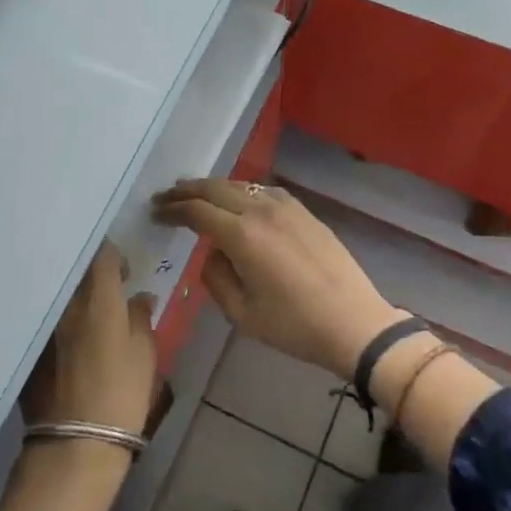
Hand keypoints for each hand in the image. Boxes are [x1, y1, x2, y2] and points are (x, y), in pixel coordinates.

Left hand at [21, 243, 158, 435]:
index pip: (103, 254)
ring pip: (59, 295)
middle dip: (91, 274)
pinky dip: (58, 320)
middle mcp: (65, 302)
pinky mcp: (30, 347)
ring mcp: (44, 324)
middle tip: (107, 291)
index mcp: (98, 297)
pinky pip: (45, 319)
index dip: (115, 257)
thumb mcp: (145, 353)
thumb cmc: (121, 393)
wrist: (76, 442)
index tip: (125, 274)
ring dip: (73, 298)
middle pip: (76, 271)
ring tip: (88, 314)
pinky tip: (69, 338)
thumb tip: (140, 297)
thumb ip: (141, 316)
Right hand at [152, 179, 406, 379]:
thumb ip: (215, 278)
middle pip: (215, 188)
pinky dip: (242, 191)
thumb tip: (211, 253)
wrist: (354, 323)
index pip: (197, 211)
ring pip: (240, 185)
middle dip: (187, 190)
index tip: (156, 212)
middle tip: (166, 196)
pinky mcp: (304, 211)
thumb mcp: (241, 314)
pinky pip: (264, 191)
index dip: (173, 209)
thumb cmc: (294, 326)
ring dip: (214, 187)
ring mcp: (286, 207)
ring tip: (196, 194)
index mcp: (242, 235)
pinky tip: (237, 200)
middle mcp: (261, 211)